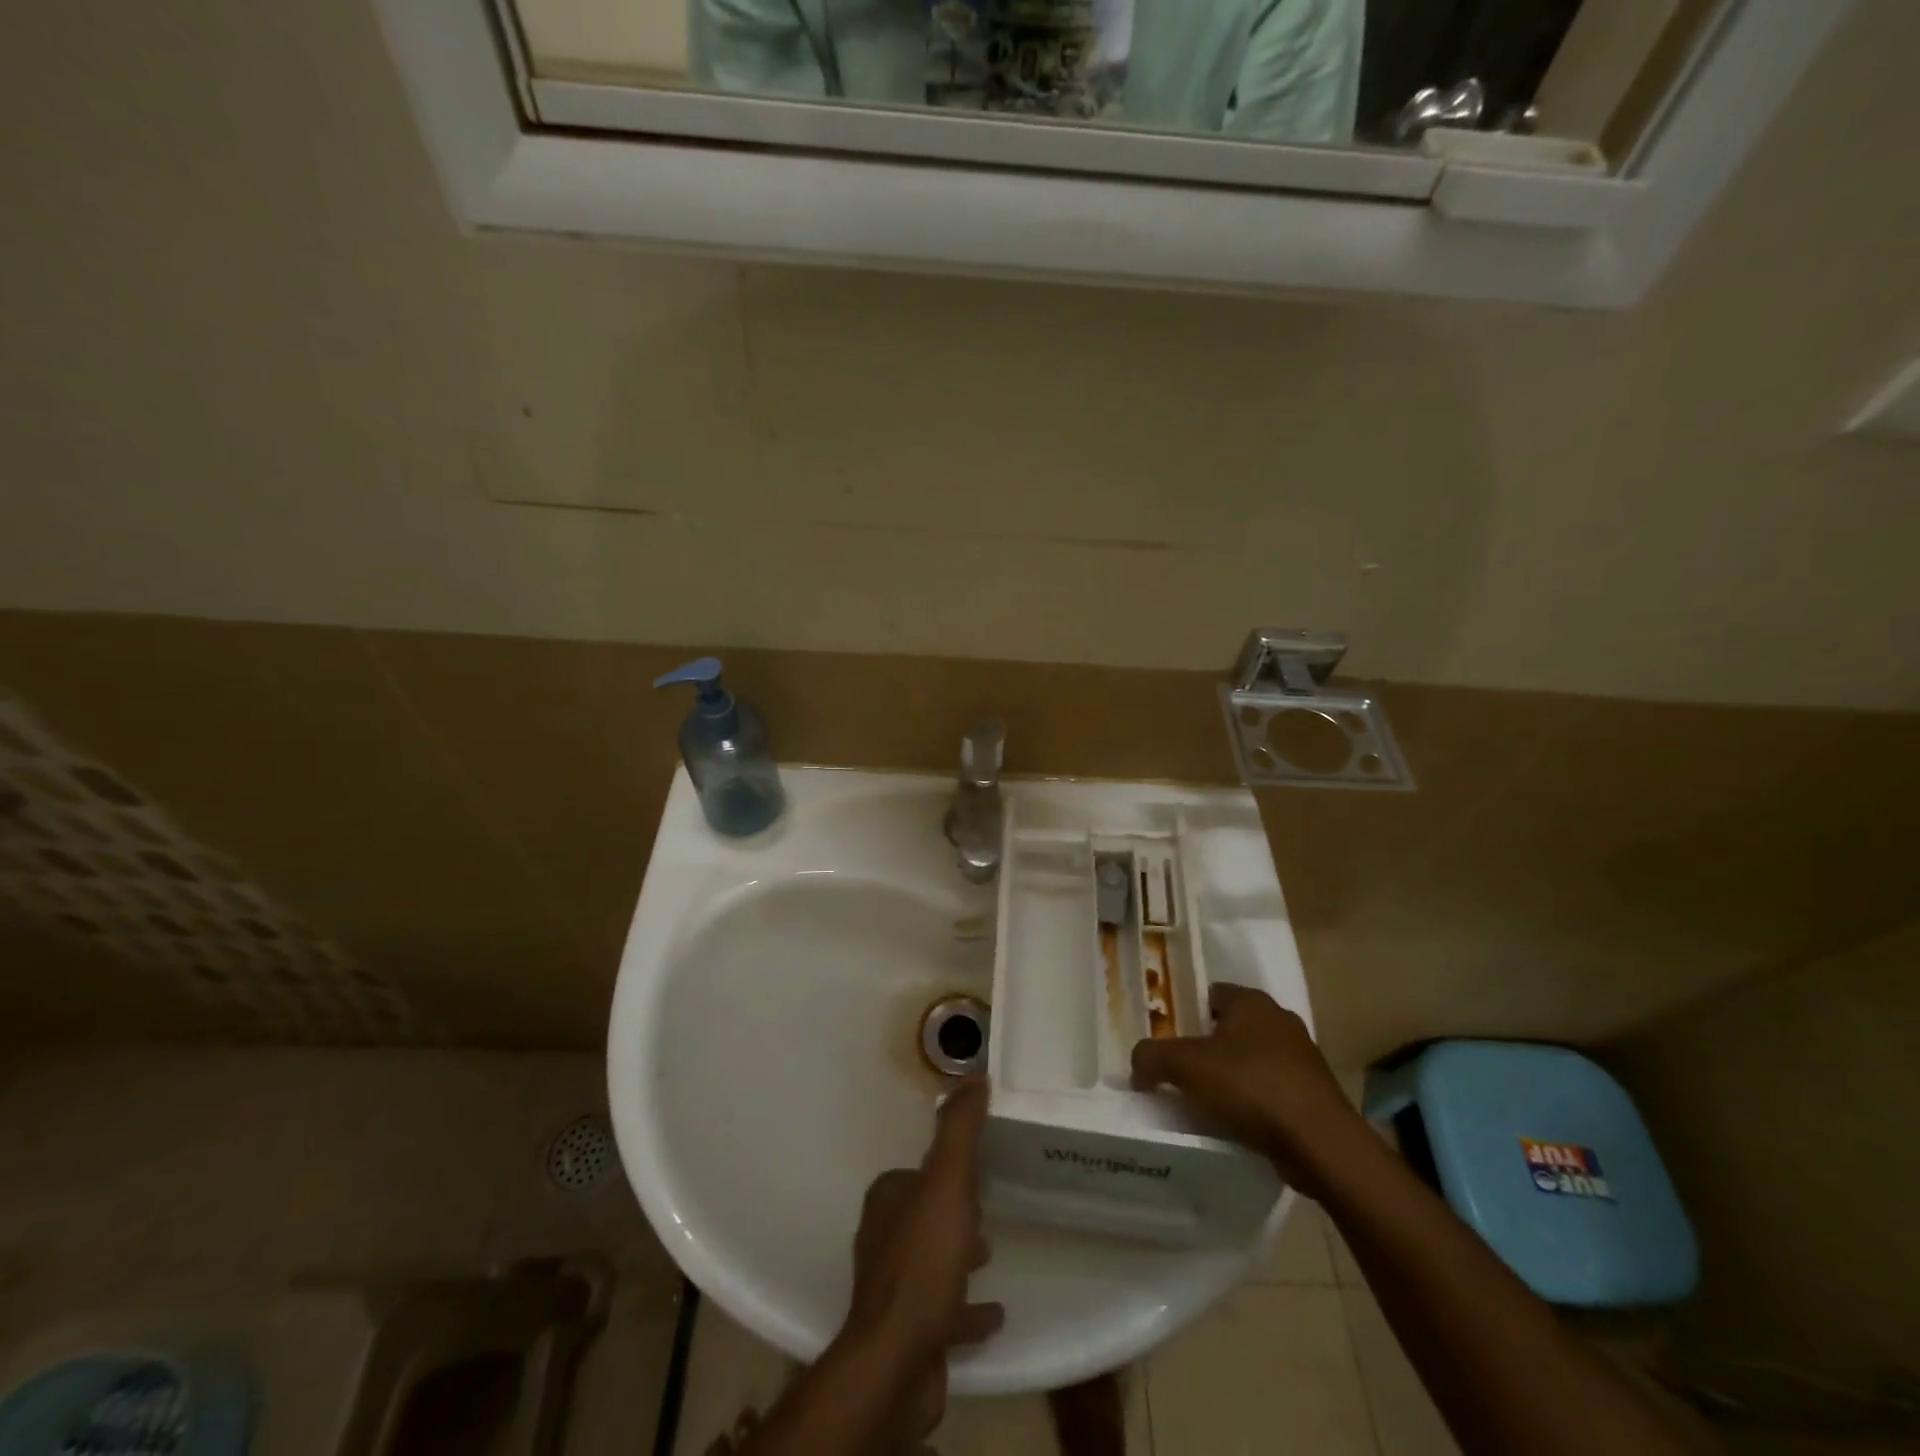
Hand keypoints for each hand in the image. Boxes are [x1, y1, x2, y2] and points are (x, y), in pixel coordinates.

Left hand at [841, 1079, 1003, 1434]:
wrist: (897, 1360)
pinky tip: (994, 1314)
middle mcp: (883, 1238)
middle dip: (951, 1210)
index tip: (974, 1169)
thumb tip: (972, 1075)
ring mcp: (893, 1288)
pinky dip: (966, 1308)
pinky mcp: (908, 1332)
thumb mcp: (947, 1182)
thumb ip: (959, 1129)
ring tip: (991, 1253)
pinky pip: (943, 1310)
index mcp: (887, 1201)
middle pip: (923, 1214)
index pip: (915, 1172)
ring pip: (931, 1259)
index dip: (943, 1169)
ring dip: (958, 1254)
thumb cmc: (923, 1261)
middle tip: (986, 1211)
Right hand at [1130, 983, 1362, 1195]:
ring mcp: (1303, 1058)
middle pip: (1232, 1027)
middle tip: (1181, 1071)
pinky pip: (1272, 1089)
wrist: (1320, 1144)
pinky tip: (1237, 1123)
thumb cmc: (1251, 1087)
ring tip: (1206, 1101)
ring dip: (1232, 1076)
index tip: (1169, 1039)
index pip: (1212, 994)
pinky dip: (1254, 1101)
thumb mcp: (1185, 1066)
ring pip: (1253, 1059)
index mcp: (1252, 1002)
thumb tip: (1138, 1065)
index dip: (1188, 1013)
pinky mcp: (1314, 1094)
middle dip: (1208, 1046)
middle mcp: (1280, 1020)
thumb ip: (1151, 1057)